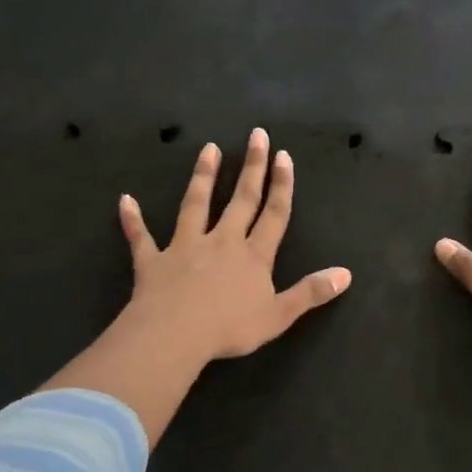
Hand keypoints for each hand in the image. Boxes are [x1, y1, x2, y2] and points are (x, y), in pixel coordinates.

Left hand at [118, 128, 351, 367]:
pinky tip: (125, 201)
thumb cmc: (230, 328)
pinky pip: (141, 237)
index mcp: (254, 256)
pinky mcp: (153, 261)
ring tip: (208, 149)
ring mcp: (185, 248)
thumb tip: (346, 273)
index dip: (281, 186)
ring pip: (196, 206)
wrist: (175, 336)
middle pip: (241, 200)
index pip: (274, 215)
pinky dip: (133, 220)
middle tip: (256, 135)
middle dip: (251, 167)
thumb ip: (311, 292)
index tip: (283, 156)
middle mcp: (222, 242)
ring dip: (203, 177)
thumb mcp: (279, 315)